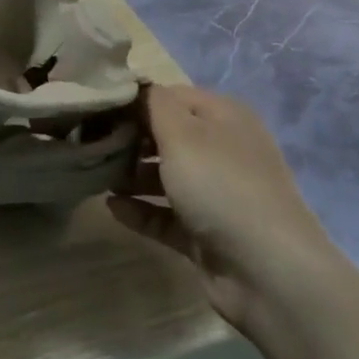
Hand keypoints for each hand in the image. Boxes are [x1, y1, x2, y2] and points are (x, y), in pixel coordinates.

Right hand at [109, 86, 330, 332]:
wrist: (268, 272)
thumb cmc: (220, 185)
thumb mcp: (181, 132)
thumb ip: (153, 103)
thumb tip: (135, 86)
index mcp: (223, 117)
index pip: (171, 96)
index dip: (135, 101)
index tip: (98, 109)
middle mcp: (223, 150)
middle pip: (167, 136)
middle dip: (131, 139)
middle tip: (91, 142)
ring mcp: (217, 194)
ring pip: (166, 177)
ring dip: (132, 175)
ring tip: (95, 175)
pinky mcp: (208, 233)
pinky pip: (166, 215)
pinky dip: (141, 210)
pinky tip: (111, 207)